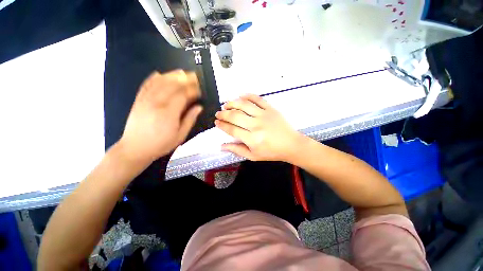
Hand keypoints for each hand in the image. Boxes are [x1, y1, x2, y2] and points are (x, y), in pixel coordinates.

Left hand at [118, 70, 202, 164]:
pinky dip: (153, 78)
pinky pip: (146, 85)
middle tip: (194, 77)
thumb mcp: (181, 135)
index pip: (183, 95)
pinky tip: (159, 74)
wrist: (135, 148)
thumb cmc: (161, 144)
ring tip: (181, 72)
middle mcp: (157, 102)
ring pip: (159, 82)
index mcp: (169, 112)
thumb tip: (199, 107)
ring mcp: (146, 99)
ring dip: (171, 75)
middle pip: (172, 85)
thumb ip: (190, 119)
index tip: (200, 90)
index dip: (193, 90)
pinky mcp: (138, 100)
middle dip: (185, 79)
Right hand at [215, 94, 303, 161]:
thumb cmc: (271, 152)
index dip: (222, 125)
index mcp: (252, 139)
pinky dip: (248, 96)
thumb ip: (237, 150)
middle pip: (235, 116)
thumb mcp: (253, 156)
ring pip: (244, 105)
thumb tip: (222, 146)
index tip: (216, 122)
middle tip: (218, 113)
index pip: (232, 129)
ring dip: (232, 103)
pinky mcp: (271, 109)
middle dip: (223, 114)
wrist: (291, 145)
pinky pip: (258, 99)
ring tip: (226, 104)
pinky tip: (241, 96)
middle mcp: (256, 125)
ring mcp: (264, 115)